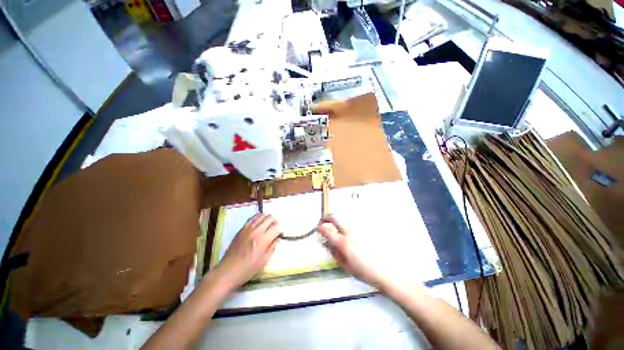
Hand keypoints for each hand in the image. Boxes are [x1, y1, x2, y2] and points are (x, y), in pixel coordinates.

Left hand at [216, 214, 281, 290]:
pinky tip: (259, 223)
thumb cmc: (248, 269)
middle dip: (275, 222)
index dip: (281, 230)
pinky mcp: (242, 229)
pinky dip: (258, 218)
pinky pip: (252, 218)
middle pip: (270, 218)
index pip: (277, 227)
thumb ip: (273, 246)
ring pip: (262, 215)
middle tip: (274, 229)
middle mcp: (256, 231)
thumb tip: (278, 237)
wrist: (228, 271)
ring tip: (267, 226)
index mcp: (263, 240)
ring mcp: (248, 228)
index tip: (280, 235)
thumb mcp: (264, 260)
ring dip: (267, 219)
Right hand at [317, 215, 392, 290]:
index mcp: (343, 242)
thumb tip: (326, 243)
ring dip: (338, 223)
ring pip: (344, 220)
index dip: (320, 228)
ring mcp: (358, 229)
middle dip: (327, 218)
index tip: (318, 229)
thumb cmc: (364, 271)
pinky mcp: (366, 229)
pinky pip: (353, 225)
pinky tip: (351, 236)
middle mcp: (350, 232)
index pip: (327, 230)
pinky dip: (348, 227)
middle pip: (335, 217)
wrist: (386, 271)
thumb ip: (334, 252)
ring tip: (338, 231)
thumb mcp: (345, 265)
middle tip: (324, 222)